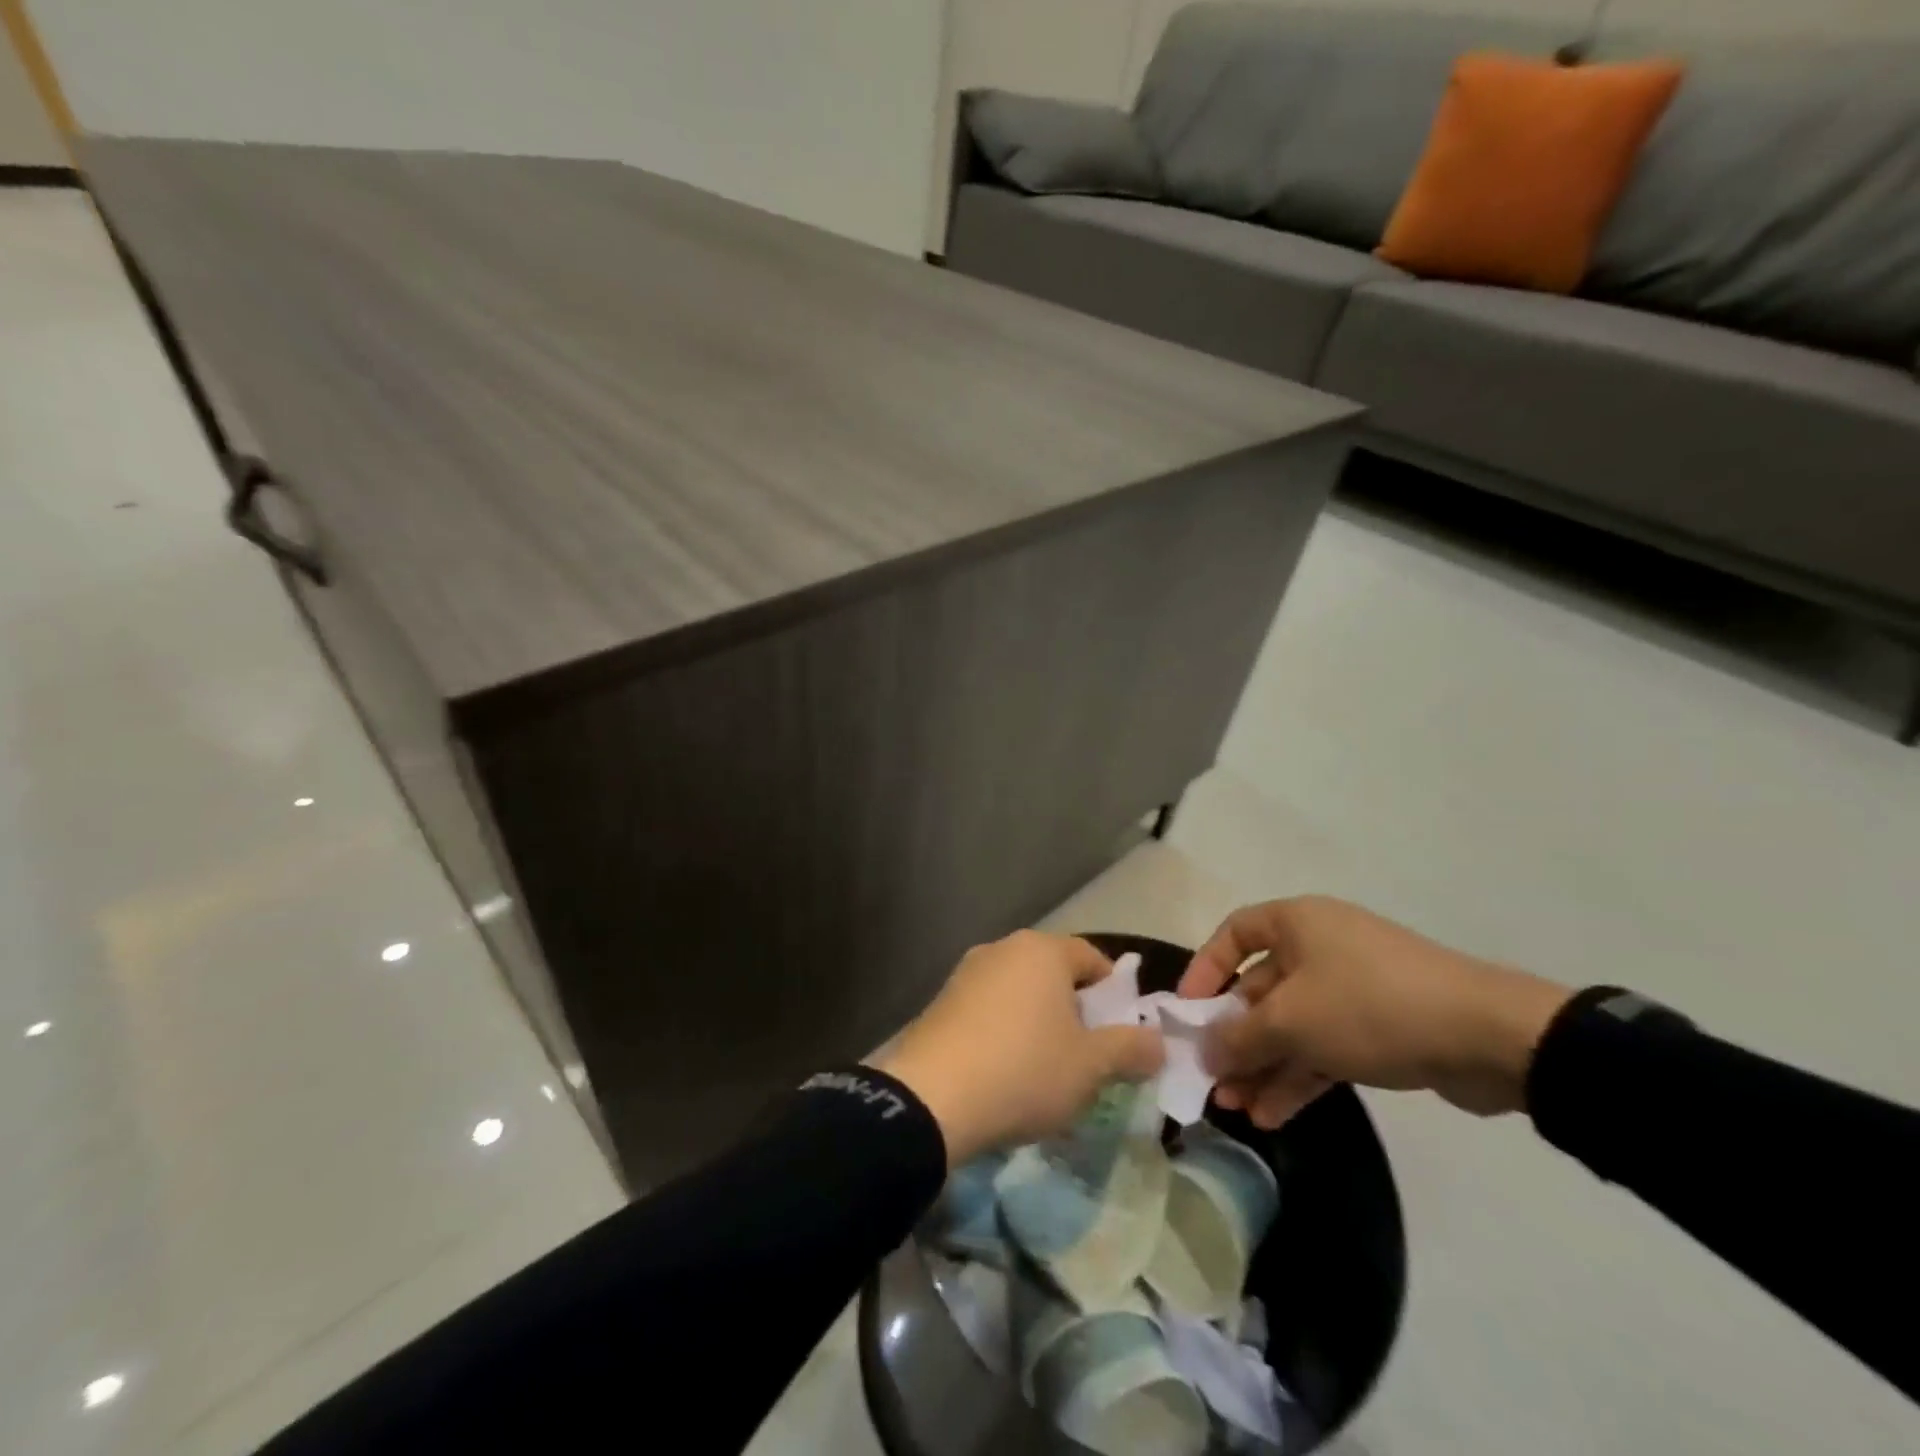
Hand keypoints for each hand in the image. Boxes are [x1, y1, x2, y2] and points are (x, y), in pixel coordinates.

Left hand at [877, 931, 1164, 1165]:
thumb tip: (1159, 1043)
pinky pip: (989, 1010)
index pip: (1092, 958)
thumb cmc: (1025, 1069)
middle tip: (1088, 1057)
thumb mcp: (1091, 1066)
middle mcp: (1003, 948)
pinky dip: (1005, 1032)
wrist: (932, 1097)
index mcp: (1042, 950)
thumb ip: (1131, 1049)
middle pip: (1054, 974)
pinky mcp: (941, 1001)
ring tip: (1047, 1071)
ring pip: (1020, 993)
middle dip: (1076, 1011)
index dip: (1114, 994)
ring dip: (1039, 1023)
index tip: (1121, 1034)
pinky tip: (1006, 1073)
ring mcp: (966, 973)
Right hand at [1179, 896, 1572, 1127]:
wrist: (1488, 1037)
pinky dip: (1298, 1076)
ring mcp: (1351, 988)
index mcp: (1297, 923)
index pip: (1234, 934)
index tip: (1188, 1010)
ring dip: (1263, 1064)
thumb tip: (1204, 1050)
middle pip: (1261, 988)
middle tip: (1212, 1078)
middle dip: (1235, 1036)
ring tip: (1237, 1108)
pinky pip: (1323, 1046)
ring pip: (1292, 1025)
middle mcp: (1319, 947)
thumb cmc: (1369, 1005)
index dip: (1205, 968)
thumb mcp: (1292, 1021)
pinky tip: (1273, 1114)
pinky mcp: (1379, 1027)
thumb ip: (1239, 1036)